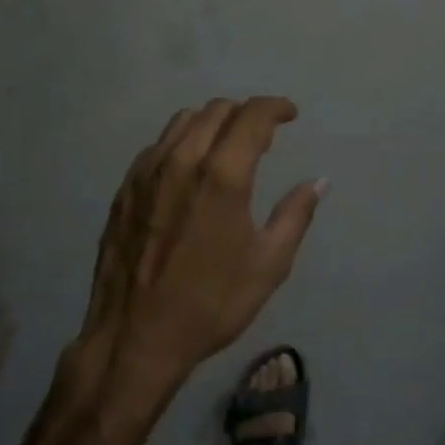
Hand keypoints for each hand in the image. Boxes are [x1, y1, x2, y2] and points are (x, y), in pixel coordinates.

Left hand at [75, 98, 324, 401]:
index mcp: (222, 175)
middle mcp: (182, 160)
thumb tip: (318, 182)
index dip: (276, 107)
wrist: (134, 337)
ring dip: (212, 122)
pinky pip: (158, 145)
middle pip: (217, 110)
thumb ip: (295, 215)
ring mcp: (147, 171)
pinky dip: (181, 142)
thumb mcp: (267, 266)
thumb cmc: (209, 304)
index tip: (290, 114)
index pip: (252, 116)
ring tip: (226, 145)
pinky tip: (188, 168)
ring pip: (183, 120)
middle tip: (262, 134)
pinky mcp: (125, 187)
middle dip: (245, 113)